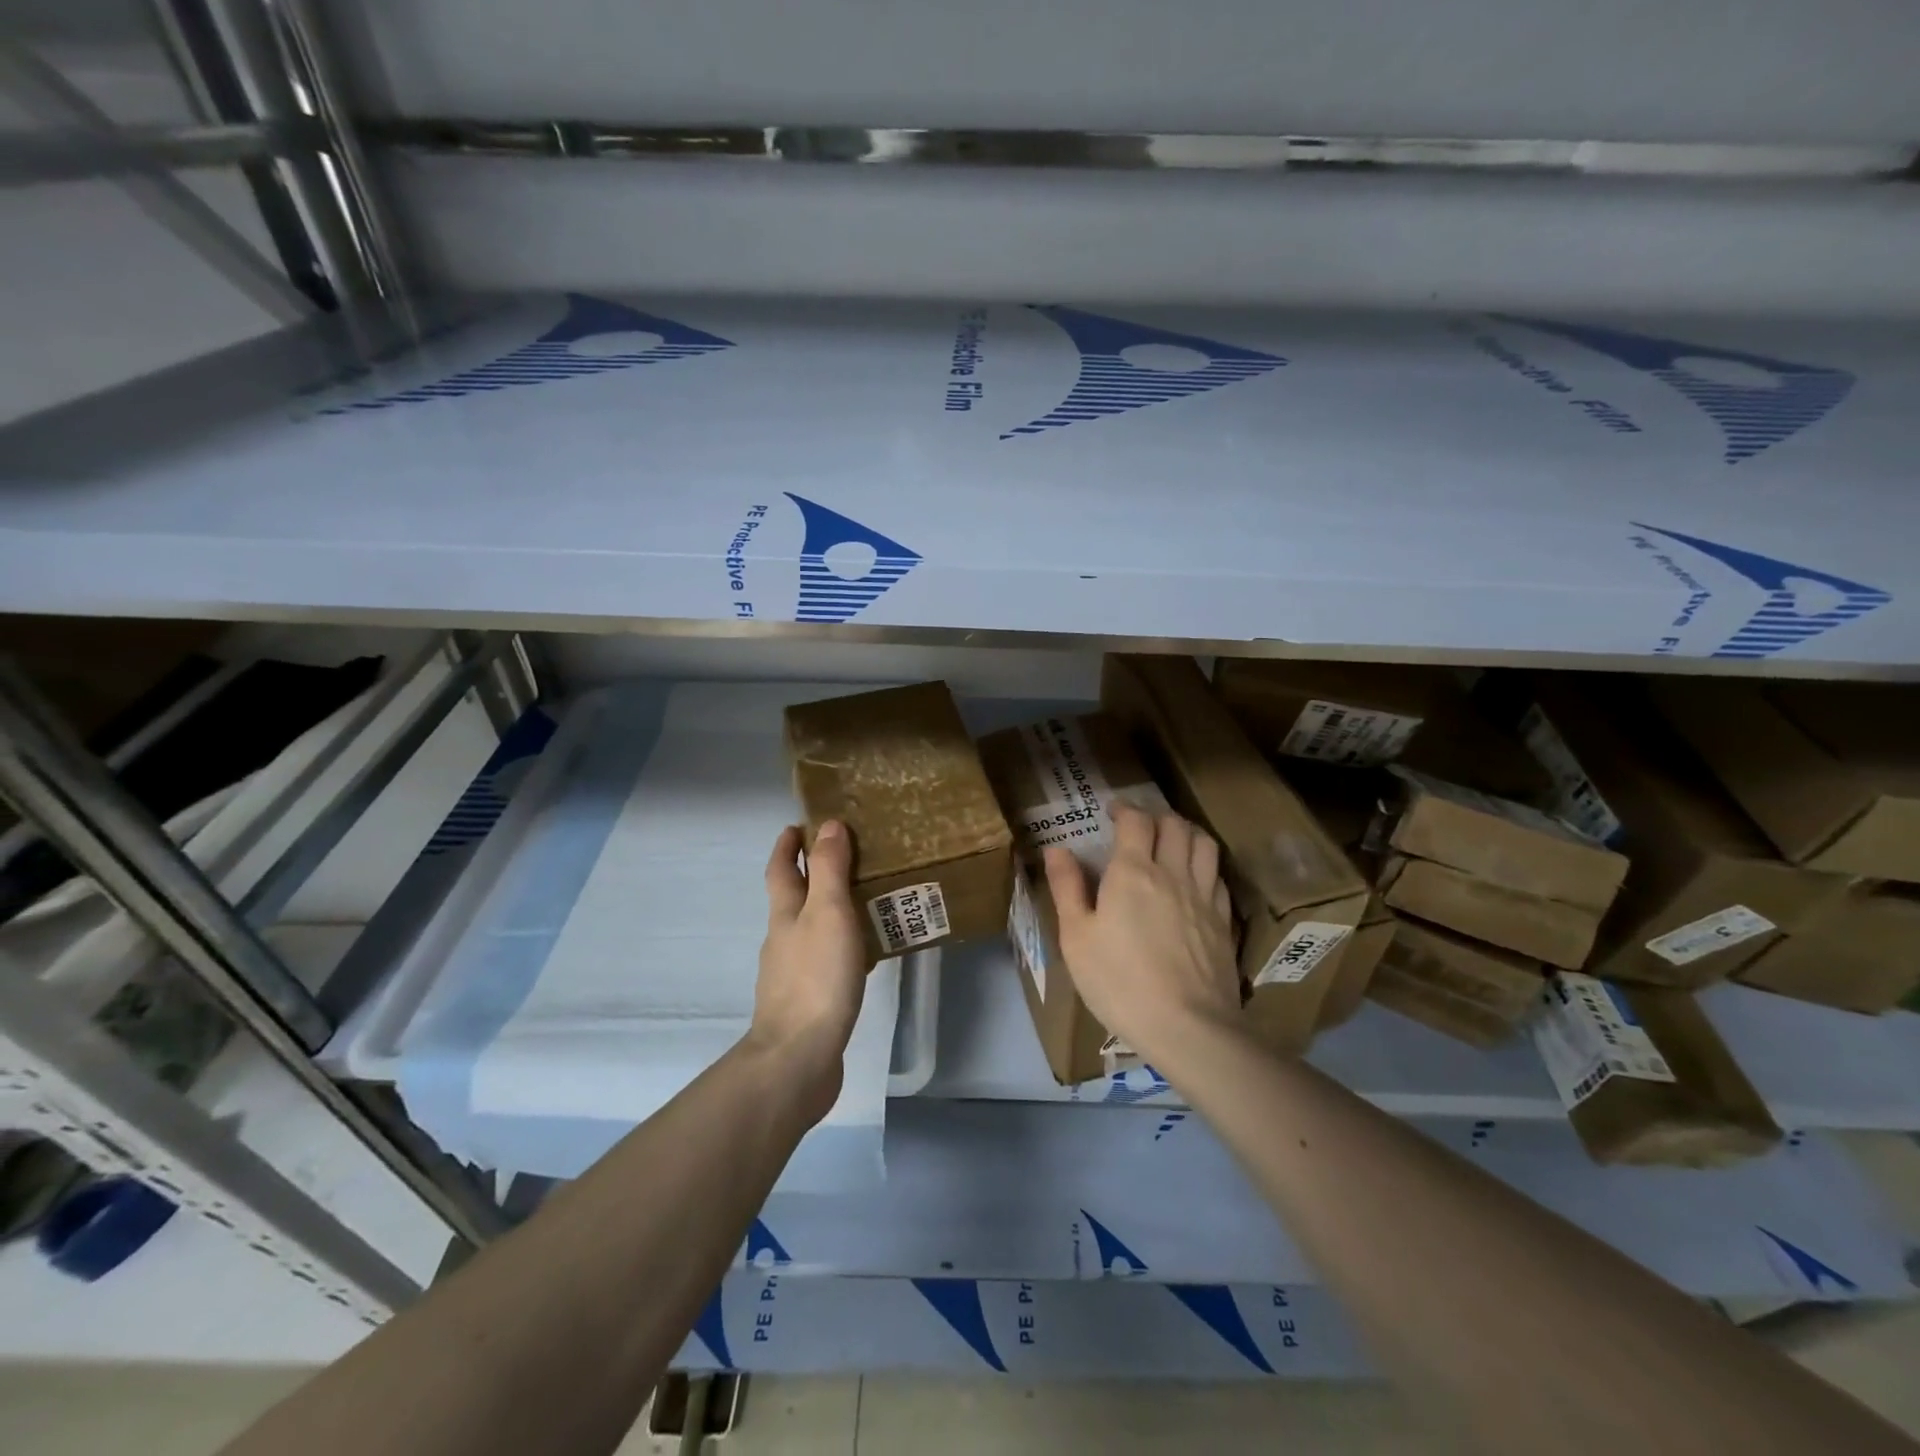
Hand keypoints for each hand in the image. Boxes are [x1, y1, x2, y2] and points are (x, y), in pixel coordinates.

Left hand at [751, 819, 868, 1122]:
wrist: (798, 1058)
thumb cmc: (816, 977)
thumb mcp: (827, 912)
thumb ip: (829, 869)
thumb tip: (827, 825)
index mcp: (784, 914)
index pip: (781, 869)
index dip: (787, 845)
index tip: (799, 825)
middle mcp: (783, 939)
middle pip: (793, 898)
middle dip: (812, 875)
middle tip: (848, 857)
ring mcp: (792, 973)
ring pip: (811, 929)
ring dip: (830, 910)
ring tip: (866, 902)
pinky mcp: (807, 1001)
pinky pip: (825, 960)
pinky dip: (841, 946)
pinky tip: (865, 955)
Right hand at [1043, 803, 1239, 1062]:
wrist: (1188, 1027)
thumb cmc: (1119, 982)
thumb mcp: (1076, 938)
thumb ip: (1067, 888)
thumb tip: (1056, 849)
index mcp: (1133, 872)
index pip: (1136, 820)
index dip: (1124, 809)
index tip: (1112, 813)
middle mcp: (1173, 873)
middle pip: (1174, 824)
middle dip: (1156, 816)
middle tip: (1140, 826)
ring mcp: (1204, 896)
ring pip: (1204, 843)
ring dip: (1186, 832)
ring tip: (1172, 842)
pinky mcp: (1224, 921)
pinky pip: (1217, 875)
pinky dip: (1204, 865)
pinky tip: (1194, 880)